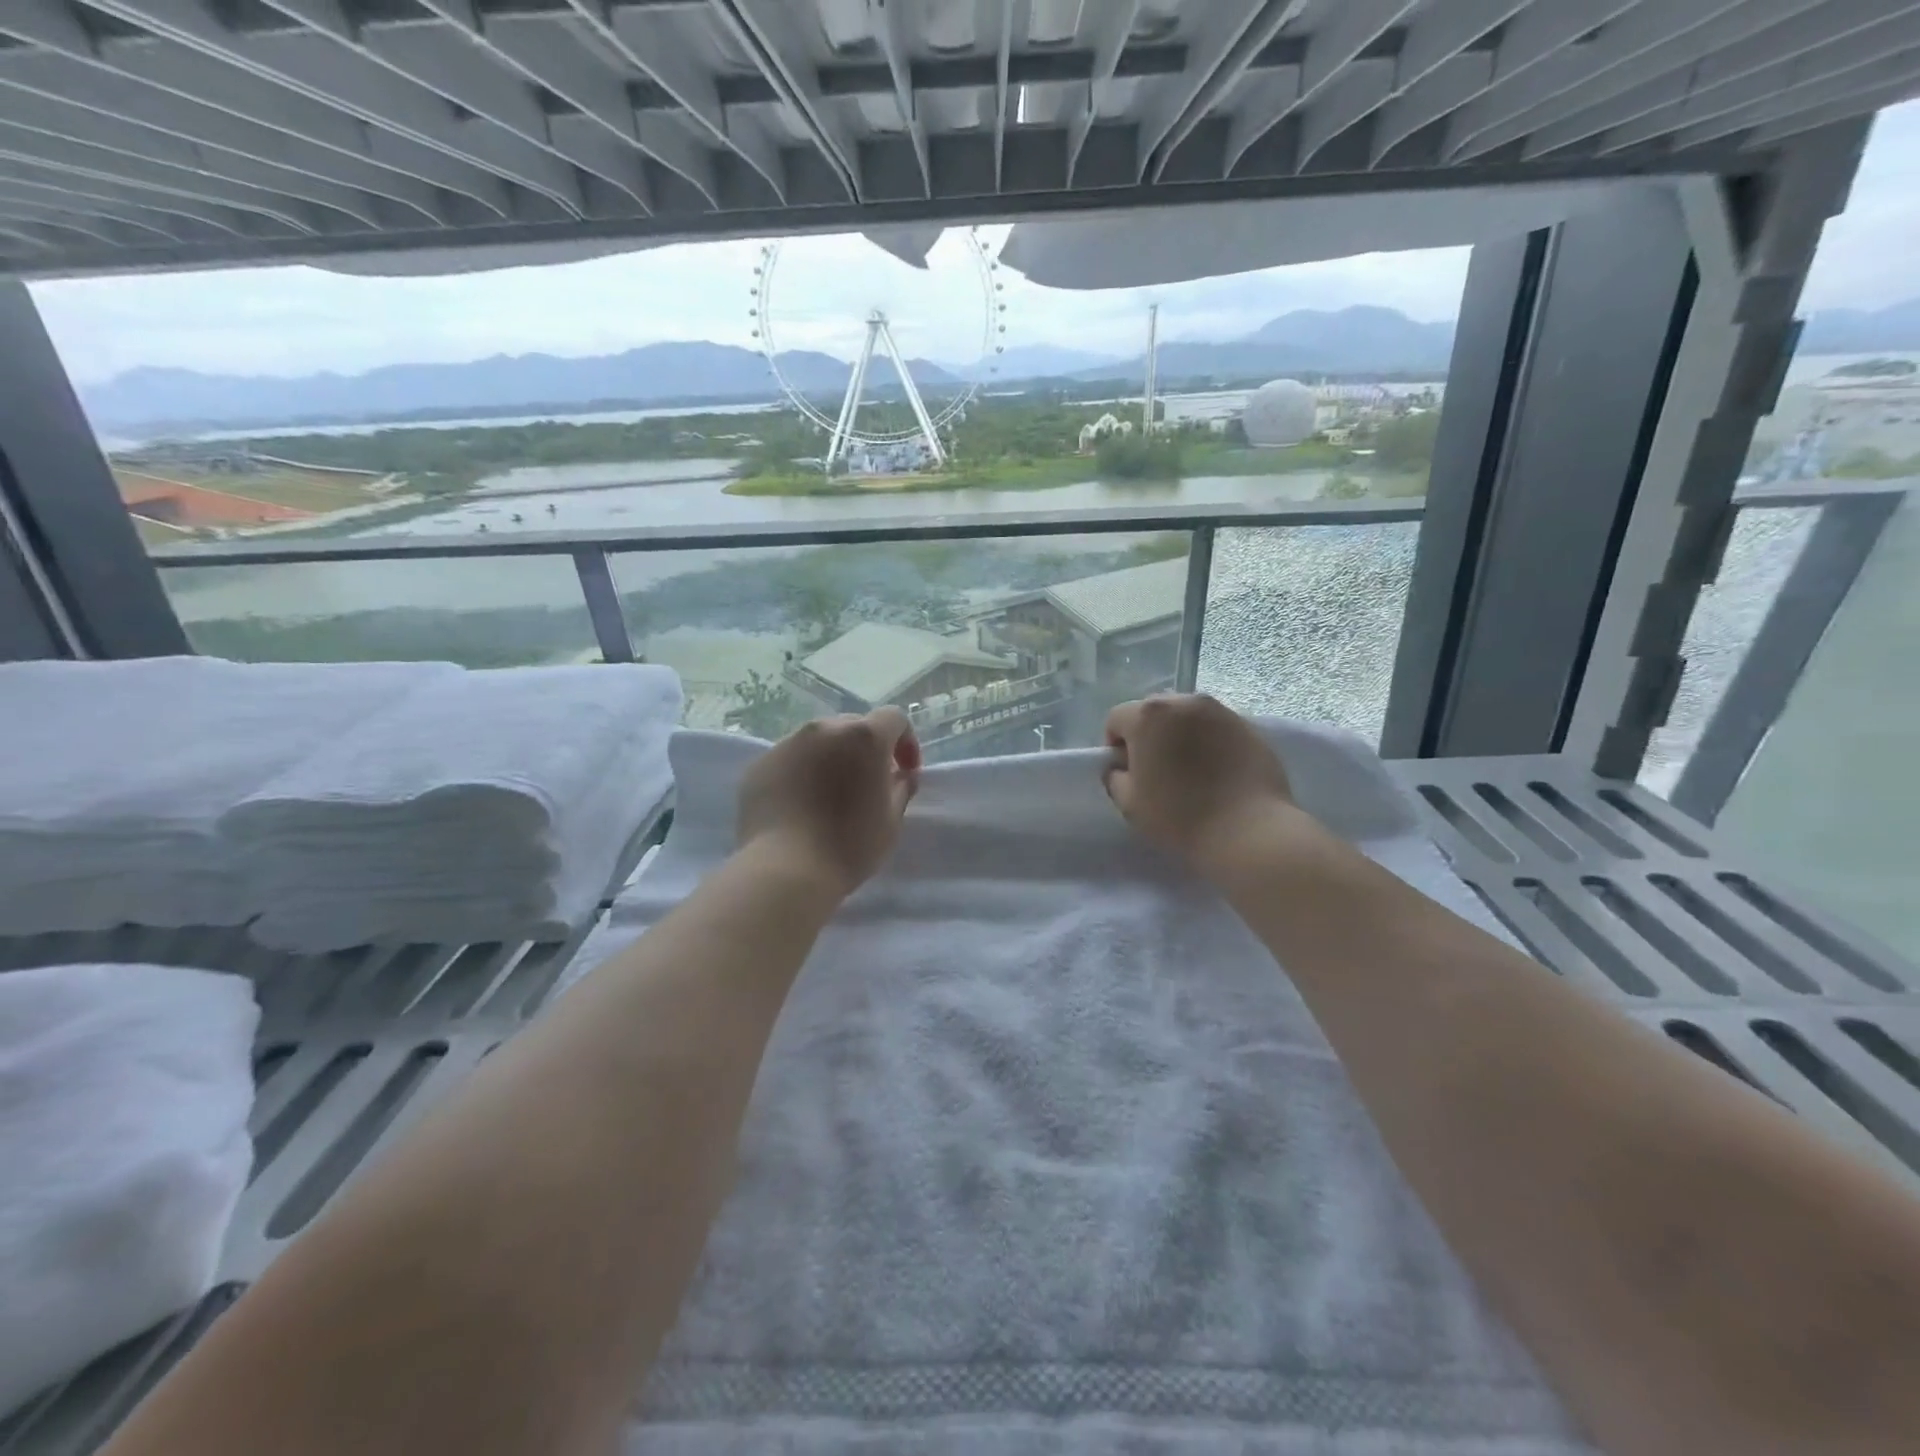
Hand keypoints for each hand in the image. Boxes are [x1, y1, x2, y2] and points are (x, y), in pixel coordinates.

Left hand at [736, 709, 921, 897]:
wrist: (784, 870)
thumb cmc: (849, 845)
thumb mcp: (891, 821)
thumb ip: (902, 788)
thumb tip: (901, 774)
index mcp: (864, 737)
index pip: (894, 719)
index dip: (906, 741)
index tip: (905, 771)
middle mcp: (824, 729)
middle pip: (854, 726)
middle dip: (867, 749)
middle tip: (869, 783)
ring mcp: (787, 744)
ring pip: (819, 741)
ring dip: (833, 758)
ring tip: (831, 795)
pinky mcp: (760, 764)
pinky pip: (791, 759)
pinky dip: (803, 772)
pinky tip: (801, 806)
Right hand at [1103, 694, 1301, 872]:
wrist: (1248, 831)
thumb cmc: (1179, 816)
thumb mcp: (1128, 803)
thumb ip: (1114, 776)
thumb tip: (1120, 767)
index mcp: (1149, 715)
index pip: (1117, 719)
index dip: (1115, 745)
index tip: (1127, 772)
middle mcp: (1184, 702)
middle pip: (1153, 712)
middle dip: (1148, 735)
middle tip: (1156, 769)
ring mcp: (1221, 711)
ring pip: (1187, 716)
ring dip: (1180, 735)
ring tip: (1190, 770)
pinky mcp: (1249, 726)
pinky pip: (1216, 727)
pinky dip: (1209, 741)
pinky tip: (1217, 772)